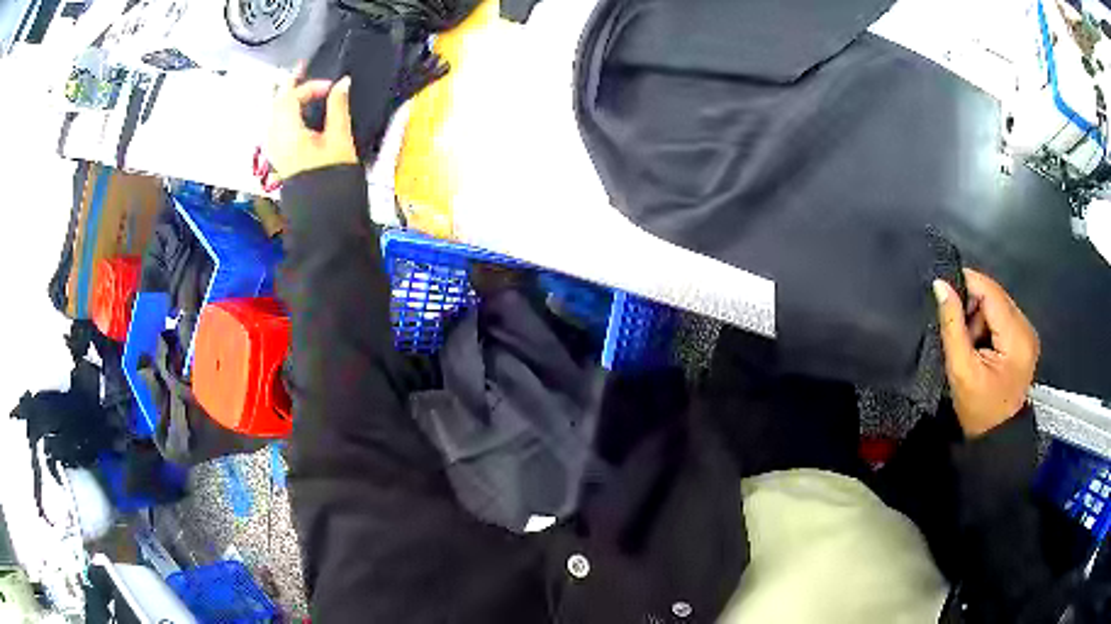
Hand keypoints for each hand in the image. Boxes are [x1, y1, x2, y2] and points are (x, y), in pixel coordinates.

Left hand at [266, 66, 357, 182]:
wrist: (323, 211)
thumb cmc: (332, 176)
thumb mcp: (339, 138)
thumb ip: (338, 107)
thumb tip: (343, 83)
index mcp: (287, 132)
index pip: (292, 97)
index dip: (311, 87)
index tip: (332, 87)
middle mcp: (275, 138)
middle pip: (277, 103)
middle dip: (290, 84)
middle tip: (302, 68)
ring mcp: (274, 148)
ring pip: (274, 114)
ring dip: (285, 97)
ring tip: (296, 84)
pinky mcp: (278, 156)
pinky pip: (275, 125)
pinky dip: (283, 112)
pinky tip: (293, 110)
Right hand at [933, 270, 1039, 437]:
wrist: (997, 438)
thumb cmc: (978, 410)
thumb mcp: (961, 370)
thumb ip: (952, 325)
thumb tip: (940, 284)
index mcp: (1016, 336)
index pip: (990, 290)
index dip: (966, 283)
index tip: (944, 292)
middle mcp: (1027, 327)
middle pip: (995, 295)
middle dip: (973, 305)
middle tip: (959, 332)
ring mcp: (1028, 332)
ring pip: (998, 304)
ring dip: (980, 316)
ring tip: (971, 344)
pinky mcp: (1025, 338)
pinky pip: (1003, 316)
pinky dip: (989, 324)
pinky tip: (983, 345)